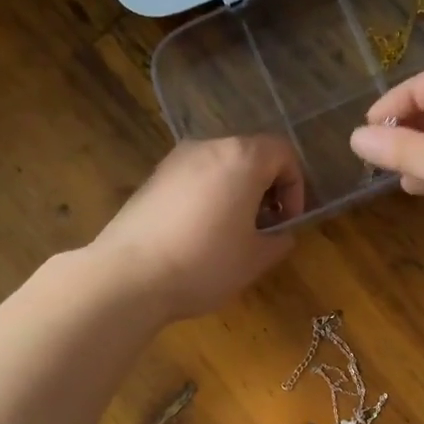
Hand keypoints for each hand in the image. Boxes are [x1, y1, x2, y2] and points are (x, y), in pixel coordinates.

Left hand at [90, 135, 305, 319]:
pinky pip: (194, 178)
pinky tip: (200, 234)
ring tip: (232, 233)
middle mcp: (208, 147)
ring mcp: (175, 160)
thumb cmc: (205, 263)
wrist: (128, 276)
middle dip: (266, 188)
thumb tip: (280, 233)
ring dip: (236, 192)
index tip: (288, 222)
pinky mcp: (152, 179)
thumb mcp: (256, 258)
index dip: (295, 187)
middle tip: (265, 227)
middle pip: (251, 155)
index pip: (284, 153)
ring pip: (221, 166)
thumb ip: (279, 239)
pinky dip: (208, 196)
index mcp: (242, 158)